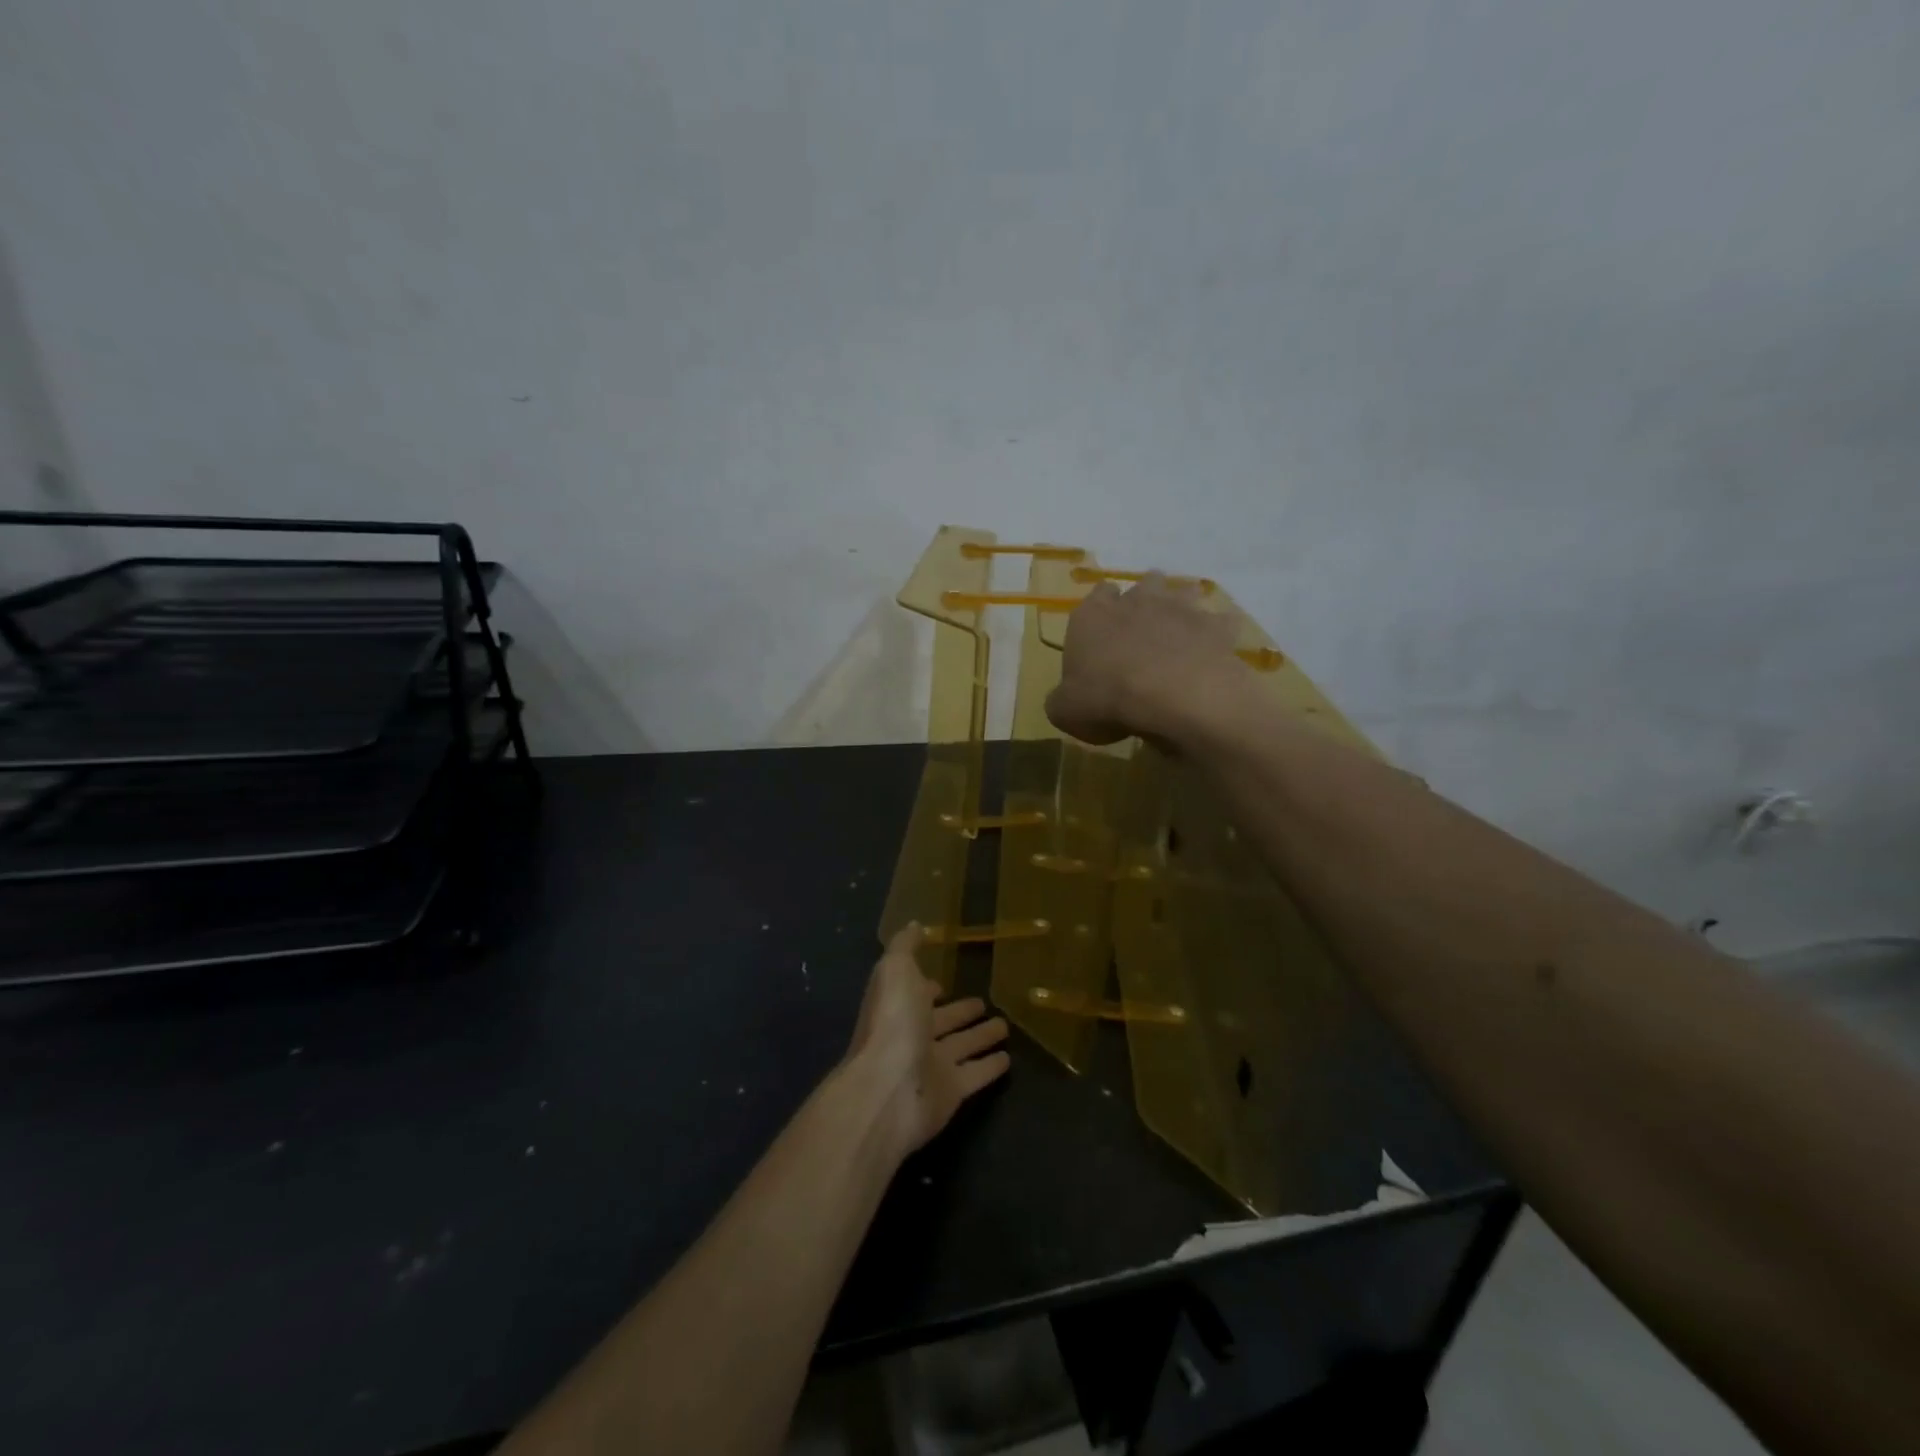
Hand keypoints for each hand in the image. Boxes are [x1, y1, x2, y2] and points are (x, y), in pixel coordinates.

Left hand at [846, 924, 1010, 1157]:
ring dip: (980, 1036)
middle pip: (942, 1021)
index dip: (927, 987)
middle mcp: (914, 1035)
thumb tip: (915, 924)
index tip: (945, 980)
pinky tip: (1009, 1060)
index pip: (916, 994)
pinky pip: (977, 1075)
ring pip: (962, 1047)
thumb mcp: (896, 970)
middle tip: (984, 1001)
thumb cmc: (892, 1023)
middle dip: (960, 1011)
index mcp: (898, 1006)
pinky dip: (991, 1067)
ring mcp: (933, 1066)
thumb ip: (905, 946)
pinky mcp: (953, 1092)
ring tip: (1005, 1026)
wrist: (889, 1090)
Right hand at [1045, 572, 1248, 746]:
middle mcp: (1136, 601)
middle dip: (1146, 599)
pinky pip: (1222, 622)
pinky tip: (1217, 652)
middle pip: (1144, 584)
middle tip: (1146, 629)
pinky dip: (1220, 633)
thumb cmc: (1107, 698)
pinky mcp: (1215, 627)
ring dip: (1183, 606)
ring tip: (1182, 633)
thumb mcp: (1065, 711)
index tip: (1104, 632)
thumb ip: (1062, 699)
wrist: (1172, 696)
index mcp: (1092, 615)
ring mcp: (1180, 609)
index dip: (1102, 610)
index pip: (1097, 595)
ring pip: (1184, 591)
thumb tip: (1066, 700)